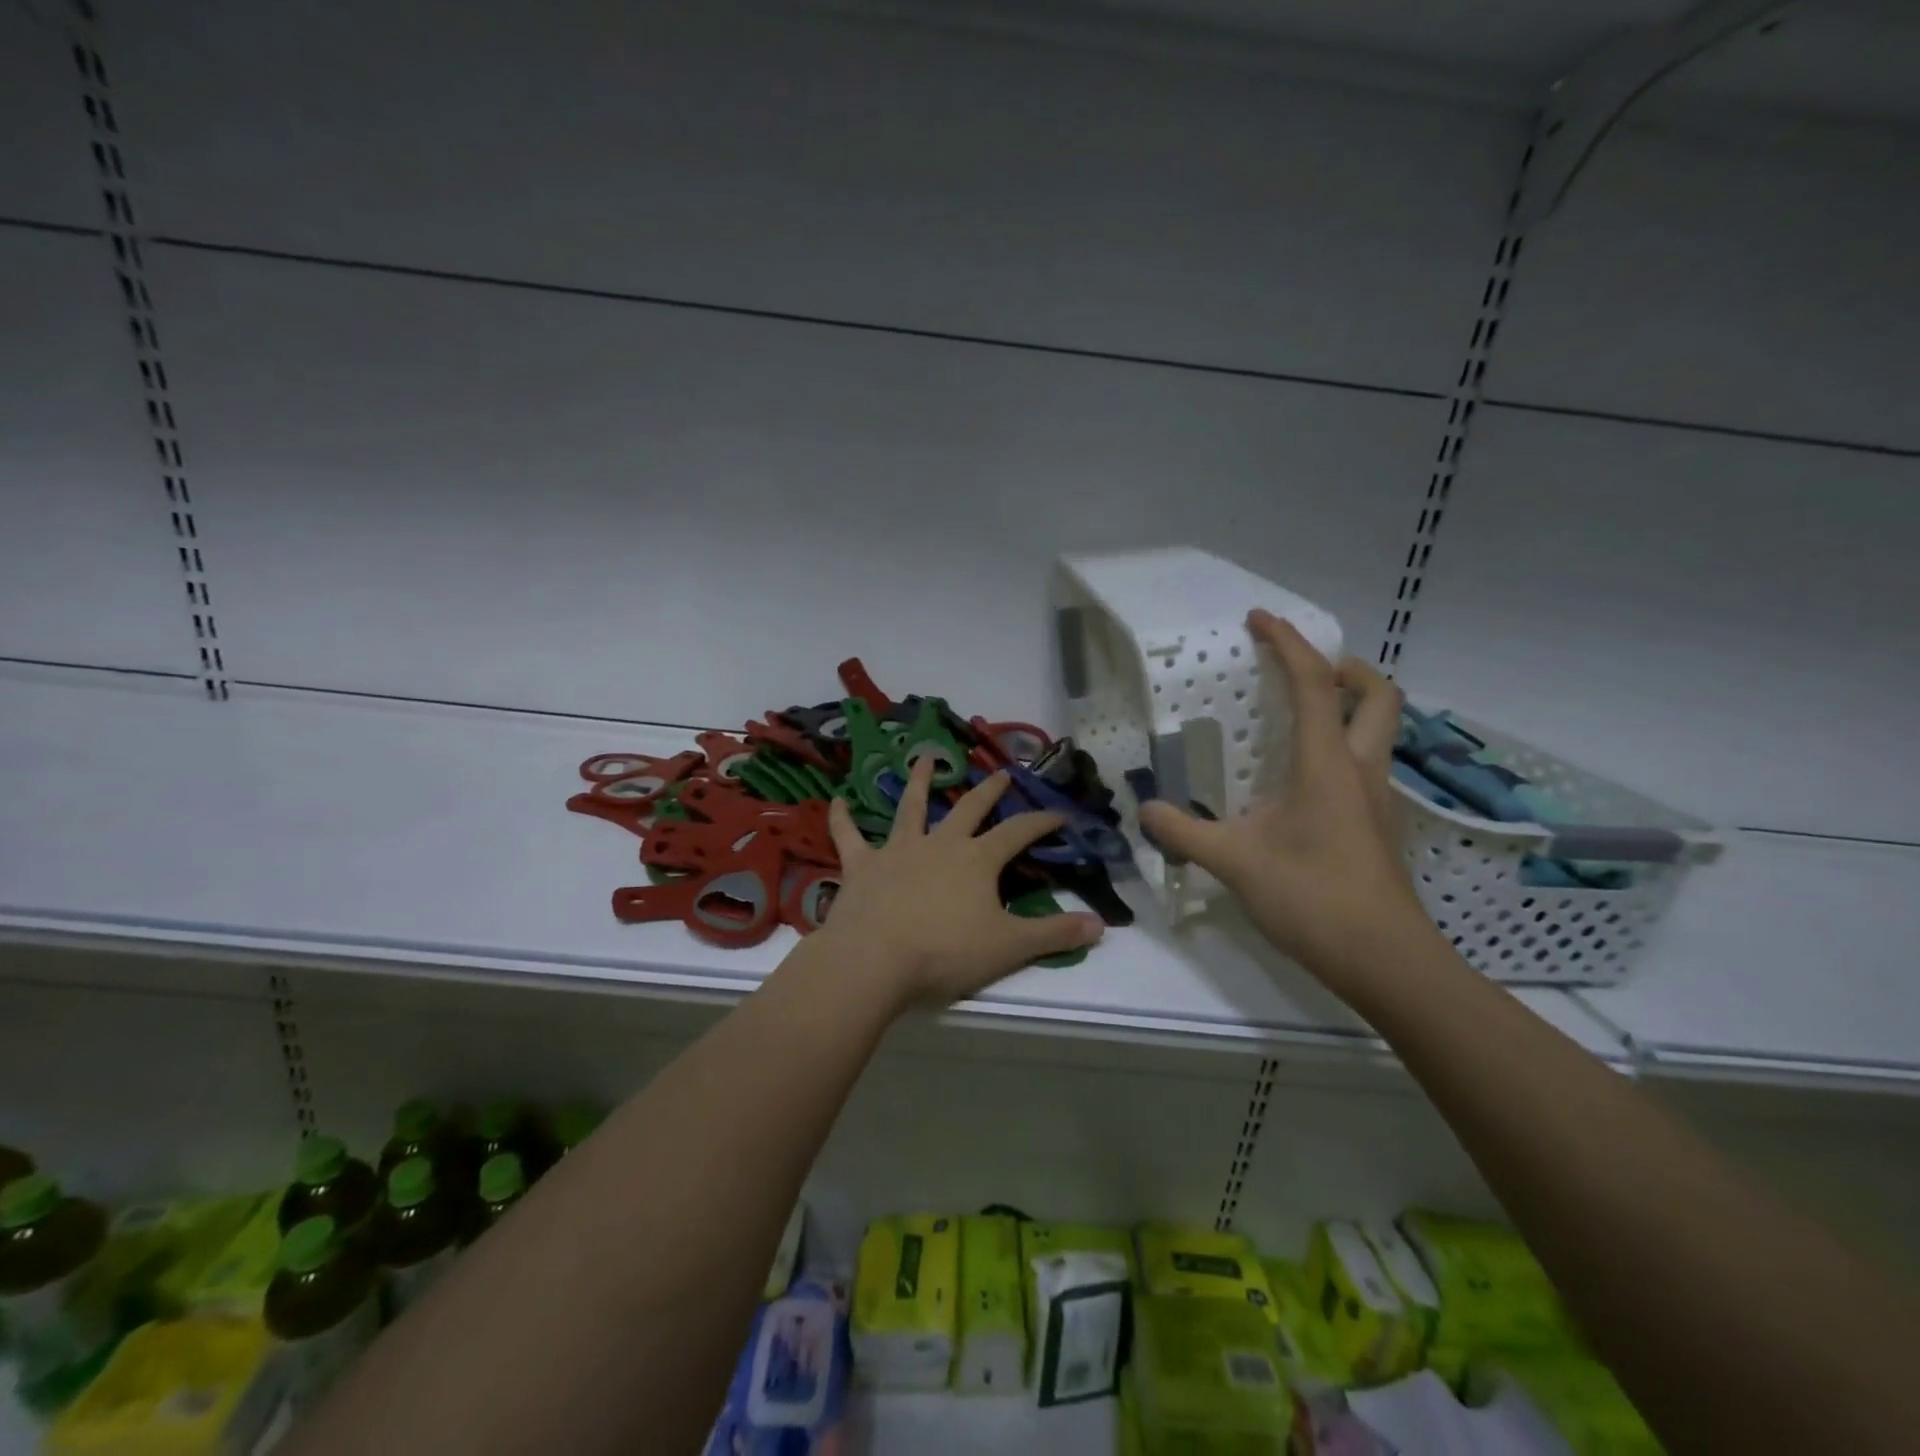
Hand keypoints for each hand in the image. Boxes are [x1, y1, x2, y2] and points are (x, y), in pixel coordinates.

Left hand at [821, 758, 1105, 1011]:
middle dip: (989, 791)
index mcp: (977, 860)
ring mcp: (897, 850)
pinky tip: (838, 801)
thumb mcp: (1009, 947)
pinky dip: (843, 819)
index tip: (1061, 812)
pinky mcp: (861, 865)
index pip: (1018, 832)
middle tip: (1002, 773)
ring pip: (911, 807)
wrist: (875, 959)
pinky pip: (850, 837)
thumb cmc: (945, 953)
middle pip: (969, 809)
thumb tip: (1100, 926)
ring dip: (920, 782)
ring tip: (926, 758)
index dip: (1041, 821)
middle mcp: (940, 844)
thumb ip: (1054, 934)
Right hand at [1138, 609, 1430, 989]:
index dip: (1288, 643)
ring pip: (1378, 731)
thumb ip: (1185, 833)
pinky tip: (1302, 785)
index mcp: (1327, 764)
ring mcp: (1378, 800)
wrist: (1385, 961)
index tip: (1260, 619)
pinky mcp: (1379, 827)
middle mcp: (1361, 770)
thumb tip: (1147, 811)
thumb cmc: (1313, 899)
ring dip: (1348, 709)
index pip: (1314, 684)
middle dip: (1346, 668)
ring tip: (1296, 722)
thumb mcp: (1235, 862)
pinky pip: (1365, 766)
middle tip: (1304, 670)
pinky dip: (1340, 751)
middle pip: (1377, 696)